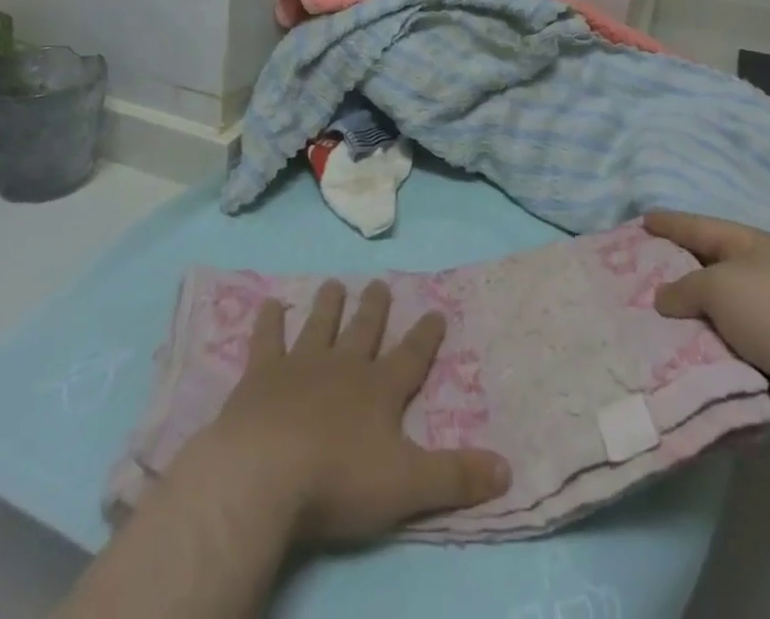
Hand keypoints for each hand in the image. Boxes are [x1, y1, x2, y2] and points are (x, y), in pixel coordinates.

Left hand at [172, 280, 509, 546]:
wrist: (266, 472)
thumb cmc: (339, 479)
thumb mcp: (407, 485)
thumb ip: (455, 477)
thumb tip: (508, 468)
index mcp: (379, 390)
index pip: (411, 357)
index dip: (426, 335)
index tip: (436, 310)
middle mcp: (343, 366)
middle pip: (363, 331)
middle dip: (374, 308)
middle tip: (379, 283)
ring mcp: (301, 366)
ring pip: (320, 325)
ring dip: (328, 305)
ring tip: (333, 283)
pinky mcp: (261, 376)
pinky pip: (267, 340)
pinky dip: (269, 321)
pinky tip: (269, 303)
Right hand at [647, 210, 769, 455]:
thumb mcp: (720, 286)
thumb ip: (684, 288)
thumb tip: (663, 299)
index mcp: (748, 247)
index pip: (698, 228)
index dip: (669, 224)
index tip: (640, 222)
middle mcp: (754, 279)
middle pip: (699, 273)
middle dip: (665, 277)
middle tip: (623, 279)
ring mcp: (761, 324)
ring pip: (706, 318)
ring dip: (678, 324)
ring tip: (632, 324)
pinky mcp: (763, 365)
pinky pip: (717, 354)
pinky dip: (695, 356)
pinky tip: (662, 360)